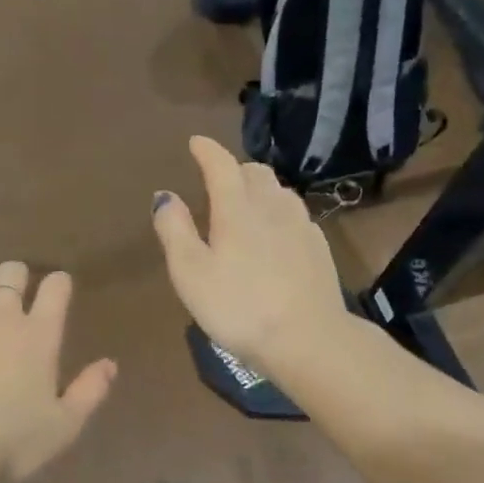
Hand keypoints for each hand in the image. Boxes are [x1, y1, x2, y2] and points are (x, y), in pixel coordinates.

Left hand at [0, 263, 115, 482]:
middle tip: (16, 297)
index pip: (56, 287)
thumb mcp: (63, 427)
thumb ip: (90, 391)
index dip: (59, 284)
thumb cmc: (10, 443)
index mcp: (39, 335)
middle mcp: (0, 315)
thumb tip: (110, 364)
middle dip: (17, 278)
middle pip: (12, 272)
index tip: (57, 291)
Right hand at [152, 136, 348, 366]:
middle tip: (218, 180)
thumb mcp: (191, 273)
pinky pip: (295, 214)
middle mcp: (272, 207)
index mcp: (237, 209)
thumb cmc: (239, 307)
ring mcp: (301, 226)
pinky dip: (278, 212)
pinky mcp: (318, 248)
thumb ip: (175, 231)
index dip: (206, 151)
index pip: (221, 165)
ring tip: (246, 204)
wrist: (308, 339)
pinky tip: (275, 234)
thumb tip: (165, 196)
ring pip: (279, 191)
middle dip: (234, 169)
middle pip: (255, 173)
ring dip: (259, 188)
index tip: (196, 142)